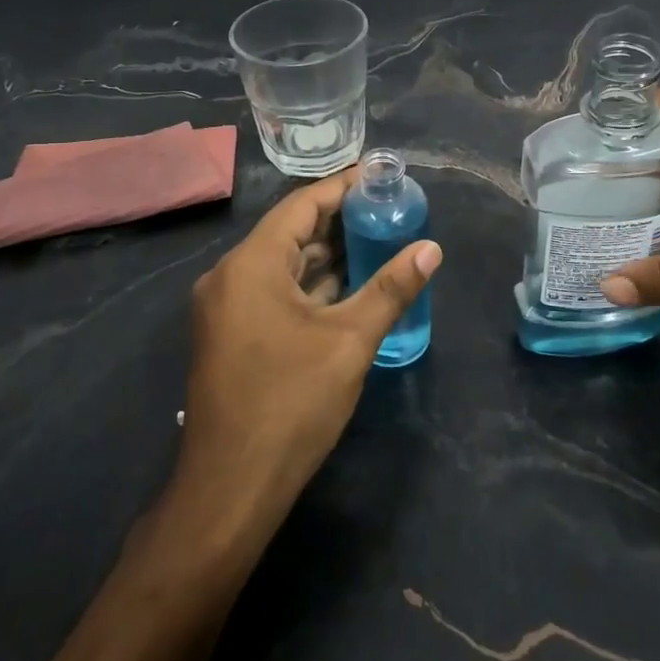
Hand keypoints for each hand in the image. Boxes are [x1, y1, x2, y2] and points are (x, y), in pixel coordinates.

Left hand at [175, 169, 439, 538]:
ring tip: (378, 240)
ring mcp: (227, 308)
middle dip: (339, 221)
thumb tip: (431, 248)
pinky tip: (350, 286)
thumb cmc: (291, 402)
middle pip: (290, 233)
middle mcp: (230, 276)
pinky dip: (311, 285)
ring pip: (283, 265)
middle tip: (389, 209)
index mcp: (251, 264)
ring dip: (327, 255)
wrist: (232, 485)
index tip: (381, 175)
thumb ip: (391, 288)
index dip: (343, 187)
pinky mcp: (233, 336)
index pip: (302, 206)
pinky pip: (275, 293)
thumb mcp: (350, 340)